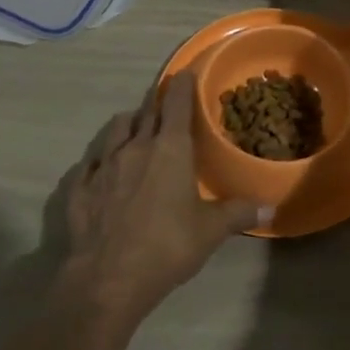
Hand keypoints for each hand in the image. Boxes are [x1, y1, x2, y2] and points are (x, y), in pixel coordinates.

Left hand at [57, 72, 268, 325]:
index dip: (183, 85)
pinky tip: (102, 169)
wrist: (108, 277)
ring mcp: (102, 165)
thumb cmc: (167, 246)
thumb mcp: (210, 231)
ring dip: (128, 123)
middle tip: (166, 100)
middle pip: (146, 112)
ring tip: (135, 127)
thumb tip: (269, 208)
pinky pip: (90, 162)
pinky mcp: (79, 186)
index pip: (177, 104)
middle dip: (157, 103)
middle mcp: (134, 147)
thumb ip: (238, 213)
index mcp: (169, 149)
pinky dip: (100, 159)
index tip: (186, 71)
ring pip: (116, 129)